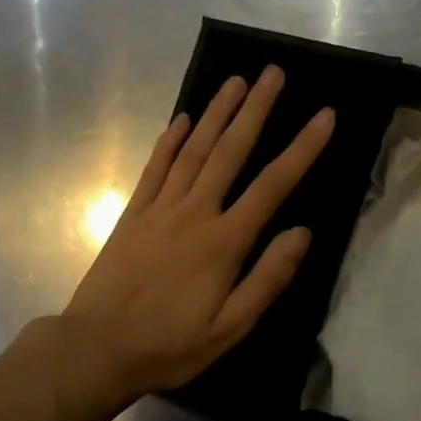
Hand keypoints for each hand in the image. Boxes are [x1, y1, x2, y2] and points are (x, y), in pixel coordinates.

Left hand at [59, 66, 333, 403]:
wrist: (97, 348)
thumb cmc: (170, 344)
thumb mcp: (230, 327)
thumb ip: (268, 278)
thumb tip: (302, 232)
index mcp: (224, 241)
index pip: (272, 185)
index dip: (302, 148)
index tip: (324, 115)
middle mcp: (194, 212)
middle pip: (230, 151)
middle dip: (255, 109)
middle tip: (273, 72)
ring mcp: (159, 208)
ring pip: (193, 150)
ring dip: (216, 113)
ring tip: (236, 80)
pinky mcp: (133, 213)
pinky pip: (154, 168)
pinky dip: (168, 141)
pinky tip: (181, 119)